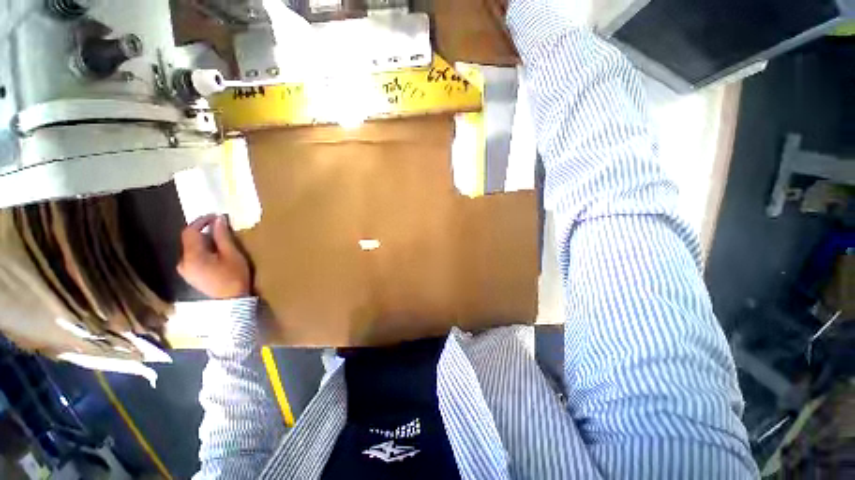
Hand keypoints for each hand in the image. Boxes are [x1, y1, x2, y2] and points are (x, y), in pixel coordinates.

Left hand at [177, 214, 251, 298]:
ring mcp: (185, 270)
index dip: (201, 221)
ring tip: (220, 238)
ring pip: (191, 248)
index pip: (190, 232)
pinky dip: (202, 250)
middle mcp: (183, 262)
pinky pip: (193, 256)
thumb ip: (222, 236)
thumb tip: (218, 219)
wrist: (232, 301)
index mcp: (192, 256)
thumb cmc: (234, 276)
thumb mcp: (232, 254)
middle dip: (203, 230)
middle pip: (189, 240)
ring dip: (203, 240)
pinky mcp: (190, 275)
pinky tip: (215, 252)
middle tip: (219, 226)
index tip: (216, 216)